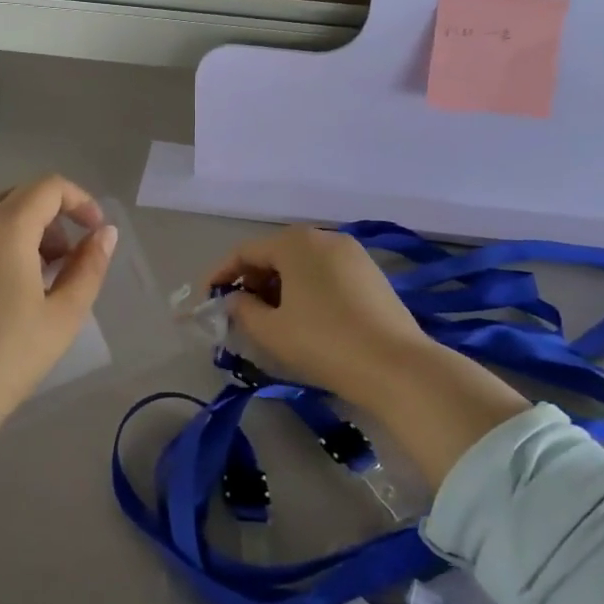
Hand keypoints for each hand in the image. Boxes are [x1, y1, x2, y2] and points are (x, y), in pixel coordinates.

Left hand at [0, 176, 116, 528]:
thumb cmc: (3, 361)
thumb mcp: (61, 317)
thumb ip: (89, 267)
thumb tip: (104, 234)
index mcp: (2, 227)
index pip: (48, 187)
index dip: (79, 201)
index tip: (94, 234)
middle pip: (16, 199)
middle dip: (49, 222)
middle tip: (62, 265)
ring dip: (16, 237)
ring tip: (25, 287)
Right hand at [208, 225, 437, 409]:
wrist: (397, 366)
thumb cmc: (324, 342)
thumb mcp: (271, 330)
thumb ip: (242, 309)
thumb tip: (235, 300)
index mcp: (296, 242)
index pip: (245, 252)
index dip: (221, 274)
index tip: (206, 298)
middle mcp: (324, 237)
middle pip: (275, 253)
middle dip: (252, 279)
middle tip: (238, 310)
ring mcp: (352, 253)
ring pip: (302, 263)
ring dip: (279, 285)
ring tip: (270, 317)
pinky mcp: (371, 273)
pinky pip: (326, 272)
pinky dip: (306, 288)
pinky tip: (304, 317)